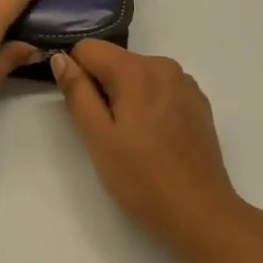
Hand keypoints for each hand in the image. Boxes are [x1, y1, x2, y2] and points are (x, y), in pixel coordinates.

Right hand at [52, 41, 252, 260]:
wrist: (201, 214)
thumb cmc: (142, 178)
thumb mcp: (98, 137)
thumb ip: (77, 92)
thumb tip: (61, 57)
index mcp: (137, 69)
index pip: (89, 48)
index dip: (77, 74)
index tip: (84, 111)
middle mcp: (164, 65)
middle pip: (115, 61)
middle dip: (103, 89)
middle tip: (108, 134)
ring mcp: (185, 84)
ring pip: (138, 76)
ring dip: (127, 98)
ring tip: (133, 140)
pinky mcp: (198, 103)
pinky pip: (161, 89)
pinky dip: (150, 105)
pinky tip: (156, 140)